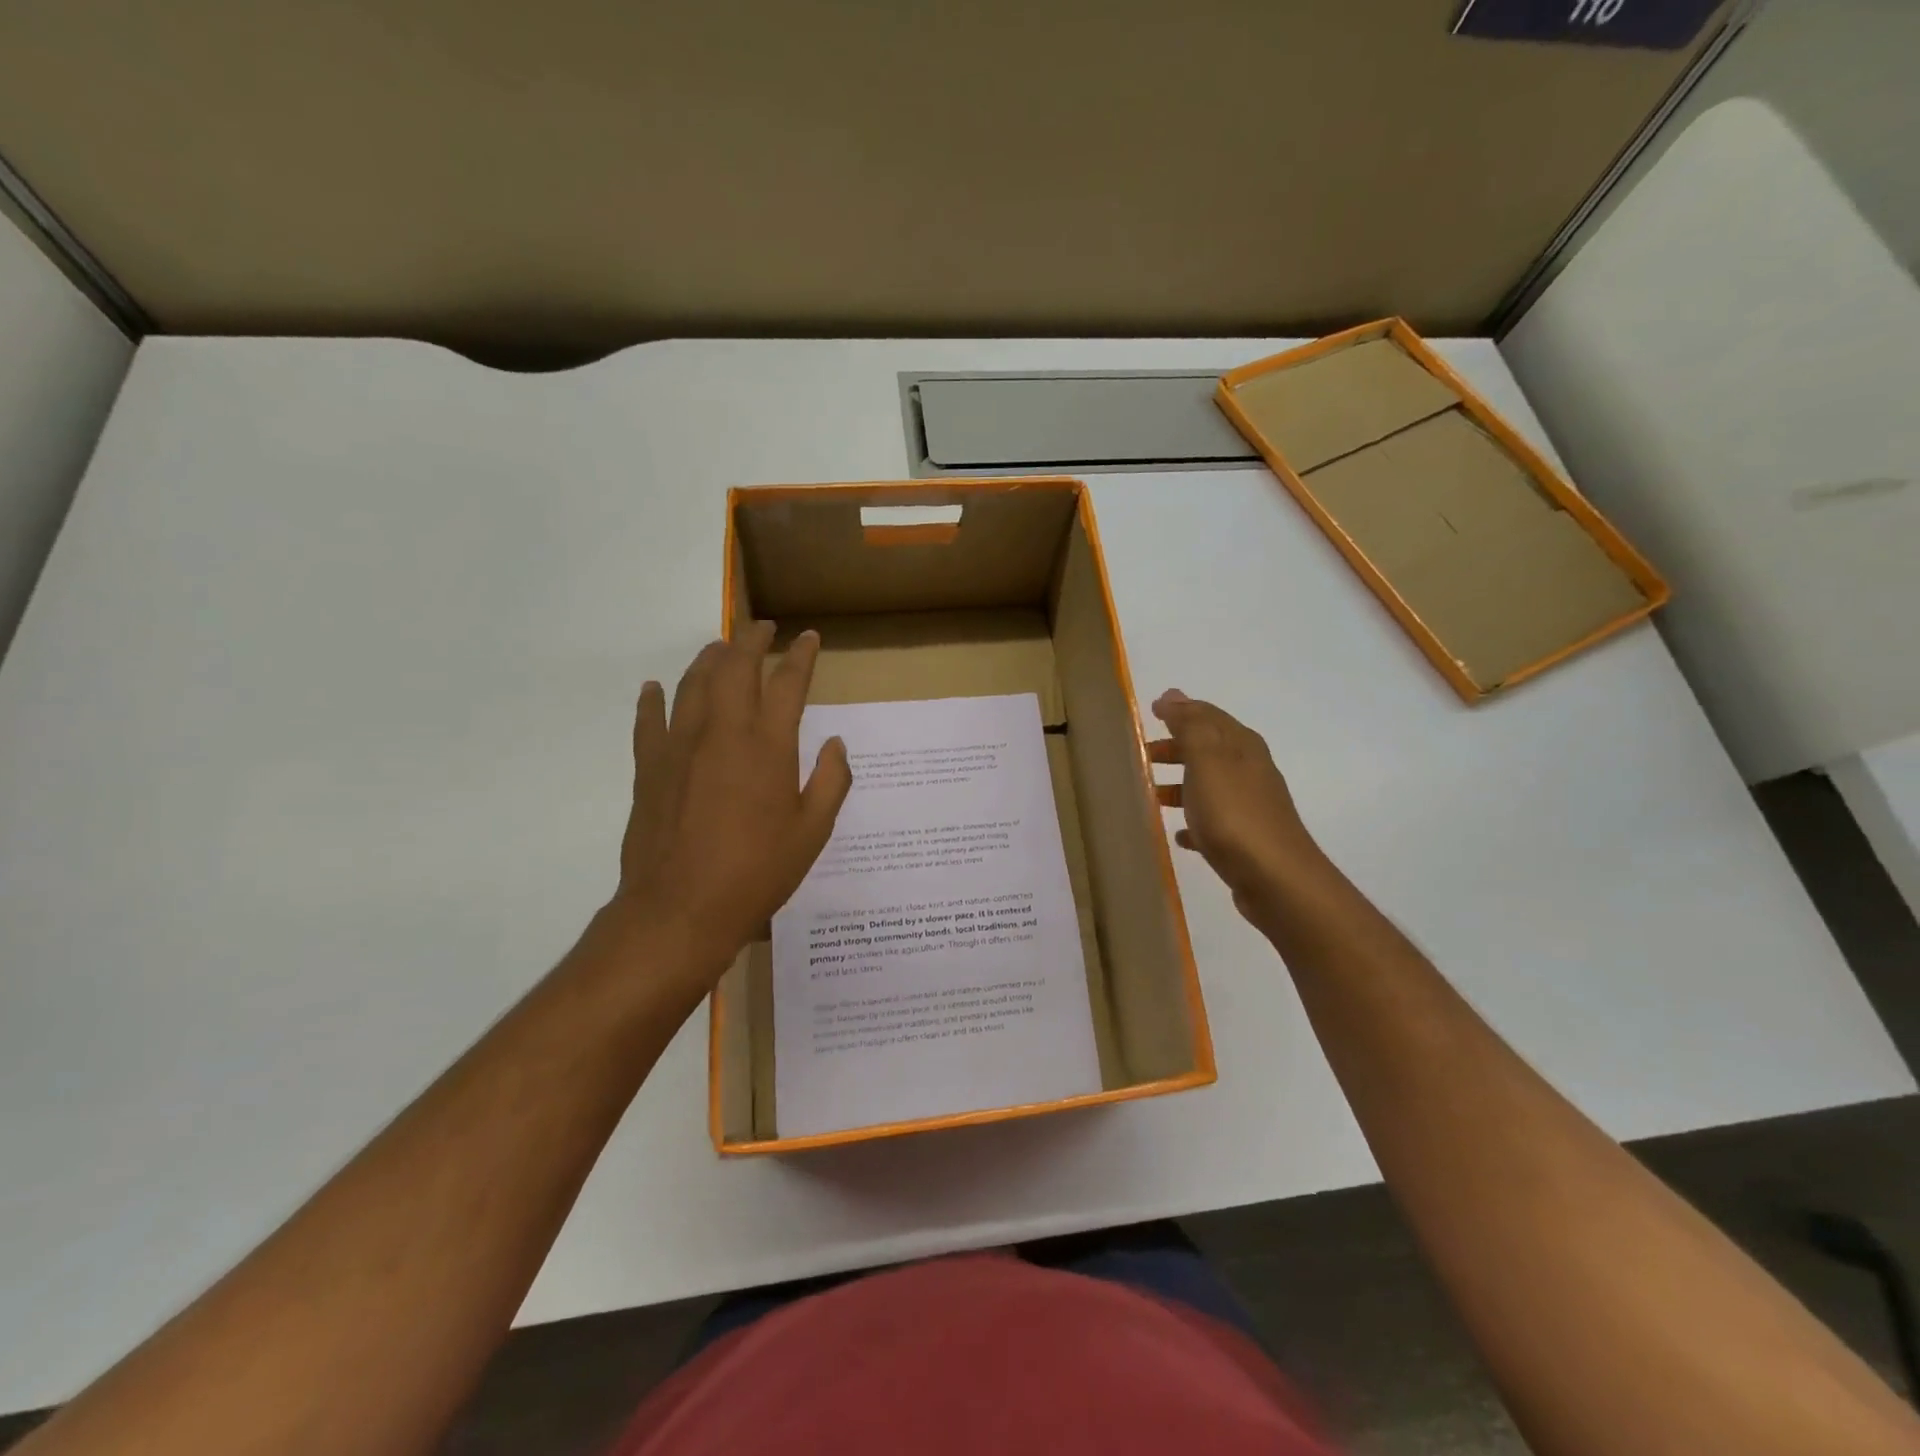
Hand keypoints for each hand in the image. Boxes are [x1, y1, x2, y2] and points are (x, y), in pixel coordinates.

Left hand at [616, 623, 850, 979]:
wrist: (680, 909)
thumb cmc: (757, 872)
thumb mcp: (812, 832)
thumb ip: (832, 782)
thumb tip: (835, 744)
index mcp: (768, 745)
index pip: (788, 683)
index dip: (801, 656)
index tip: (808, 638)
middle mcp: (723, 731)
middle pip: (735, 667)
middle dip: (750, 640)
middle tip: (762, 628)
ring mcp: (679, 745)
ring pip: (693, 683)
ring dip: (709, 658)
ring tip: (720, 647)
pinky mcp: (649, 766)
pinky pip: (649, 720)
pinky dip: (653, 699)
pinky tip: (655, 688)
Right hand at [1149, 689, 1328, 927]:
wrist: (1276, 879)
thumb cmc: (1234, 814)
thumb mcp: (1207, 760)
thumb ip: (1189, 726)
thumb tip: (1172, 694)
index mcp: (1241, 747)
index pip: (1208, 716)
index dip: (1180, 710)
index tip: (1150, 711)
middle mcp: (1249, 770)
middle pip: (1207, 750)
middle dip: (1176, 747)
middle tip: (1142, 754)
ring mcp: (1249, 806)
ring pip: (1208, 785)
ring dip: (1180, 784)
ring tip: (1150, 794)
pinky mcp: (1245, 840)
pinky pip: (1212, 822)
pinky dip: (1193, 821)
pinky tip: (1178, 835)